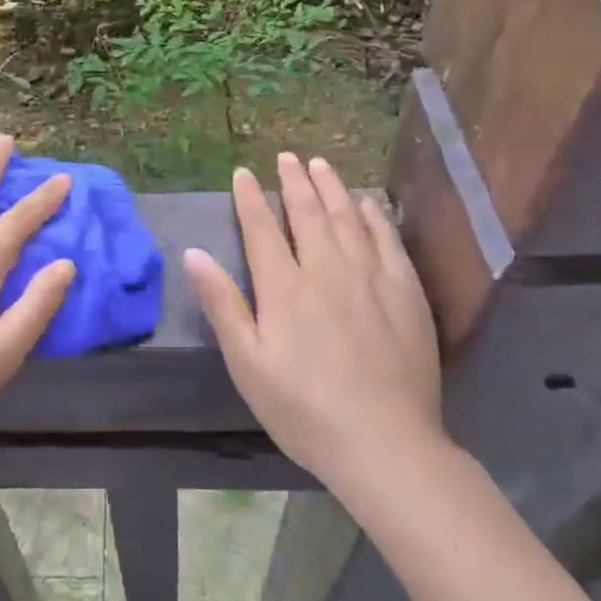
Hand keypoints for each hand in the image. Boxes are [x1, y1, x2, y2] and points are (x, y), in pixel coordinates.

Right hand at [185, 153, 447, 501]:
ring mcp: (370, 277)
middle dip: (294, 182)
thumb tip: (194, 254)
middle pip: (307, 213)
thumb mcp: (248, 364)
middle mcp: (326, 269)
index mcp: (284, 287)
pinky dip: (374, 216)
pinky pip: (387, 240)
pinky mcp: (405, 293)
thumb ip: (222, 305)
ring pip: (347, 218)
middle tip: (287, 157)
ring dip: (331, 188)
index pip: (262, 228)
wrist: (385, 444)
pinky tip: (367, 203)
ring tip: (320, 164)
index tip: (243, 173)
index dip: (250, 198)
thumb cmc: (303, 409)